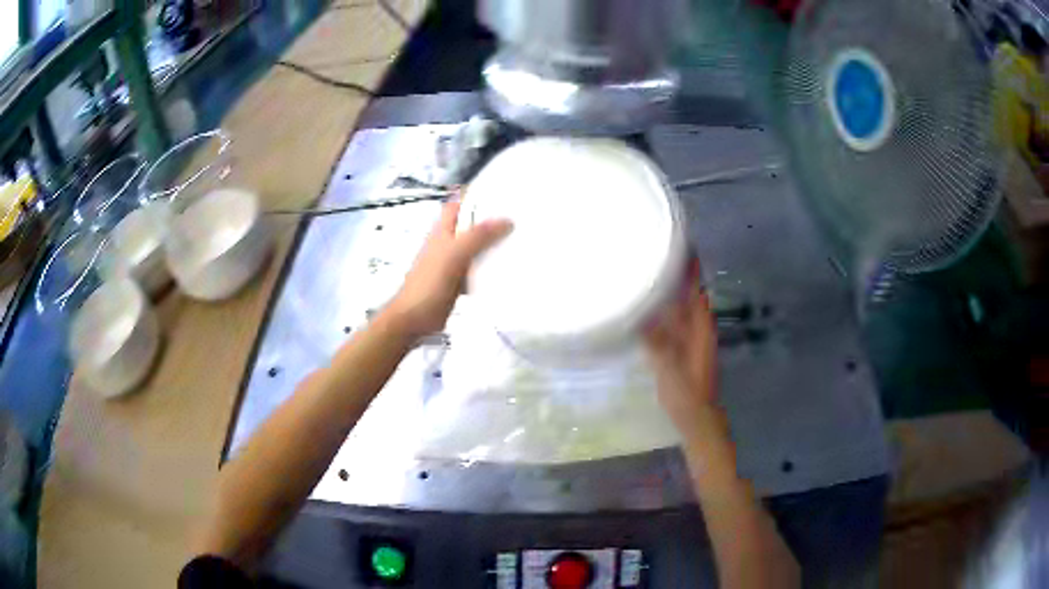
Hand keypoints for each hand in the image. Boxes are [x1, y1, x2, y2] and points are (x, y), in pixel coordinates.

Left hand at [386, 200, 512, 338]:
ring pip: (476, 247)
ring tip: (521, 238)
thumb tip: (506, 220)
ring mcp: (453, 262)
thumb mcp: (454, 254)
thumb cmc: (429, 283)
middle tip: (520, 215)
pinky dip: (490, 266)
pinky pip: (478, 268)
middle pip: (471, 225)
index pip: (460, 203)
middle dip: (492, 220)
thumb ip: (478, 236)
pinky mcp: (458, 280)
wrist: (415, 318)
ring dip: (493, 244)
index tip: (503, 192)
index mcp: (443, 230)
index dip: (477, 195)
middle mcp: (448, 242)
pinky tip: (508, 267)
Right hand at [644, 258, 719, 441]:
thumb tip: (638, 314)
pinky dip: (665, 307)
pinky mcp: (682, 347)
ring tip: (650, 268)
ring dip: (671, 287)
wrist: (697, 418)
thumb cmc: (687, 394)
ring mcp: (691, 337)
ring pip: (682, 305)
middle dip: (678, 271)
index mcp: (700, 327)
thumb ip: (656, 342)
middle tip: (657, 249)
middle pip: (690, 292)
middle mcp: (698, 327)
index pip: (696, 288)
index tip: (680, 242)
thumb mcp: (669, 368)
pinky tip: (647, 303)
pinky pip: (674, 319)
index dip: (691, 266)